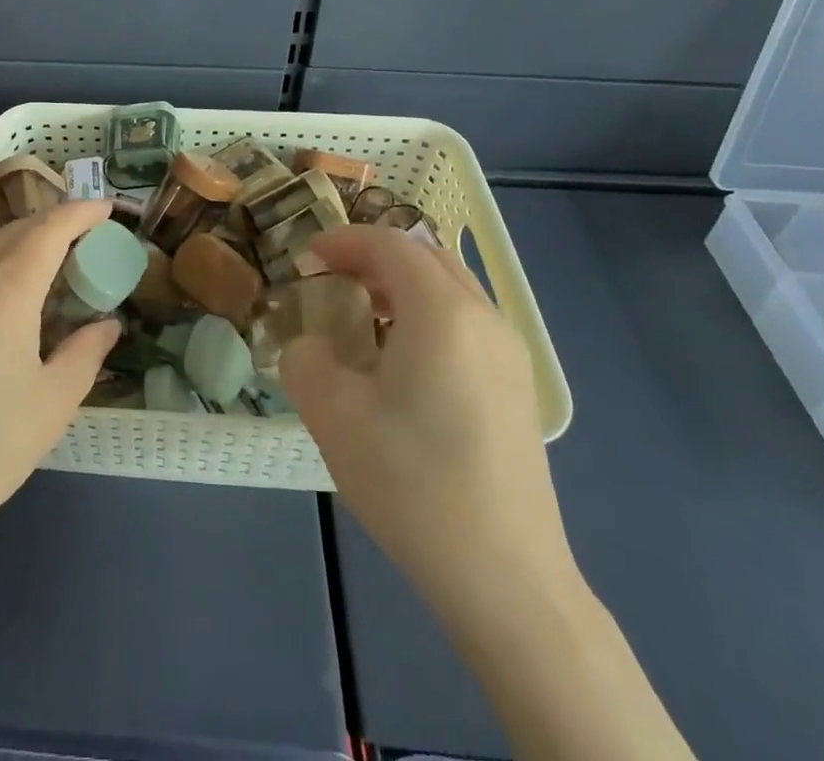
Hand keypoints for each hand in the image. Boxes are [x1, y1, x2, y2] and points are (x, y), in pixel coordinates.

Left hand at [0, 200, 119, 556]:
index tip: (110, 208)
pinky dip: (6, 261)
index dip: (82, 211)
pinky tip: (20, 293)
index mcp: (8, 288)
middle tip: (92, 236)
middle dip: (58, 222)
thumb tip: (108, 324)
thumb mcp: (53, 402)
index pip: (51, 228)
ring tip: (61, 259)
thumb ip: (85, 353)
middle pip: (19, 229)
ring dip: (29, 240)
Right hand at [281, 225, 577, 625]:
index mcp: (442, 312)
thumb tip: (311, 346)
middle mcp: (484, 319)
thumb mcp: (333, 415)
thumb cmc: (413, 484)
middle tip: (332, 279)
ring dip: (402, 285)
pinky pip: (466, 323)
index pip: (390, 245)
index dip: (343, 241)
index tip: (306, 257)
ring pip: (451, 289)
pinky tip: (401, 361)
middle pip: (425, 258)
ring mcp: (510, 355)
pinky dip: (427, 314)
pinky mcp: (517, 389)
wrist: (507, 581)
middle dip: (374, 257)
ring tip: (362, 316)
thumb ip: (306, 359)